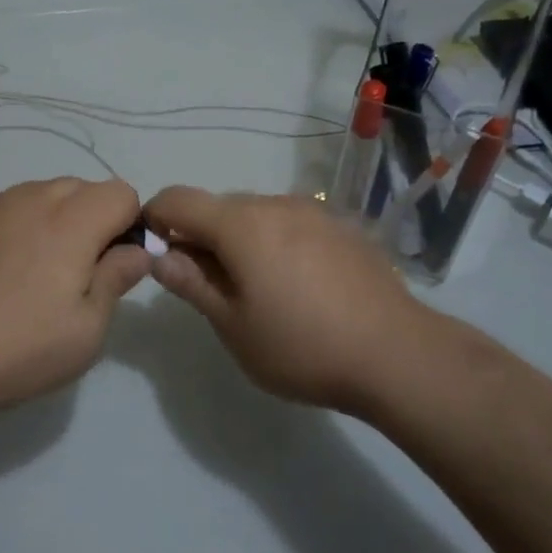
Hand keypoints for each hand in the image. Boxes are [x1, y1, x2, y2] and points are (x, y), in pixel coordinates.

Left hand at [0, 178, 150, 412]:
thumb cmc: (17, 348)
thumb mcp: (86, 331)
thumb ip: (116, 280)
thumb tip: (136, 252)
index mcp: (72, 220)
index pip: (122, 192)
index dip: (130, 226)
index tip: (115, 266)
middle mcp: (35, 198)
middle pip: (84, 188)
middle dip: (96, 220)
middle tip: (80, 275)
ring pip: (46, 194)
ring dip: (59, 221)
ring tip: (39, 275)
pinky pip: (12, 208)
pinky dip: (24, 227)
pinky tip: (4, 274)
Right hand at [144, 187, 443, 412]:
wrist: (397, 353)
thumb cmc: (302, 346)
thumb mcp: (234, 326)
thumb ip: (192, 284)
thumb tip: (159, 256)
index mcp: (240, 224)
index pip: (178, 199)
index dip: (155, 218)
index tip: (154, 252)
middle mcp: (274, 204)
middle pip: (218, 207)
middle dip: (200, 236)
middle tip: (208, 287)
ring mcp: (313, 212)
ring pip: (256, 214)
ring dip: (240, 240)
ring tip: (258, 291)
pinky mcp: (341, 227)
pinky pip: (290, 224)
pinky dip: (275, 243)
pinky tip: (298, 286)